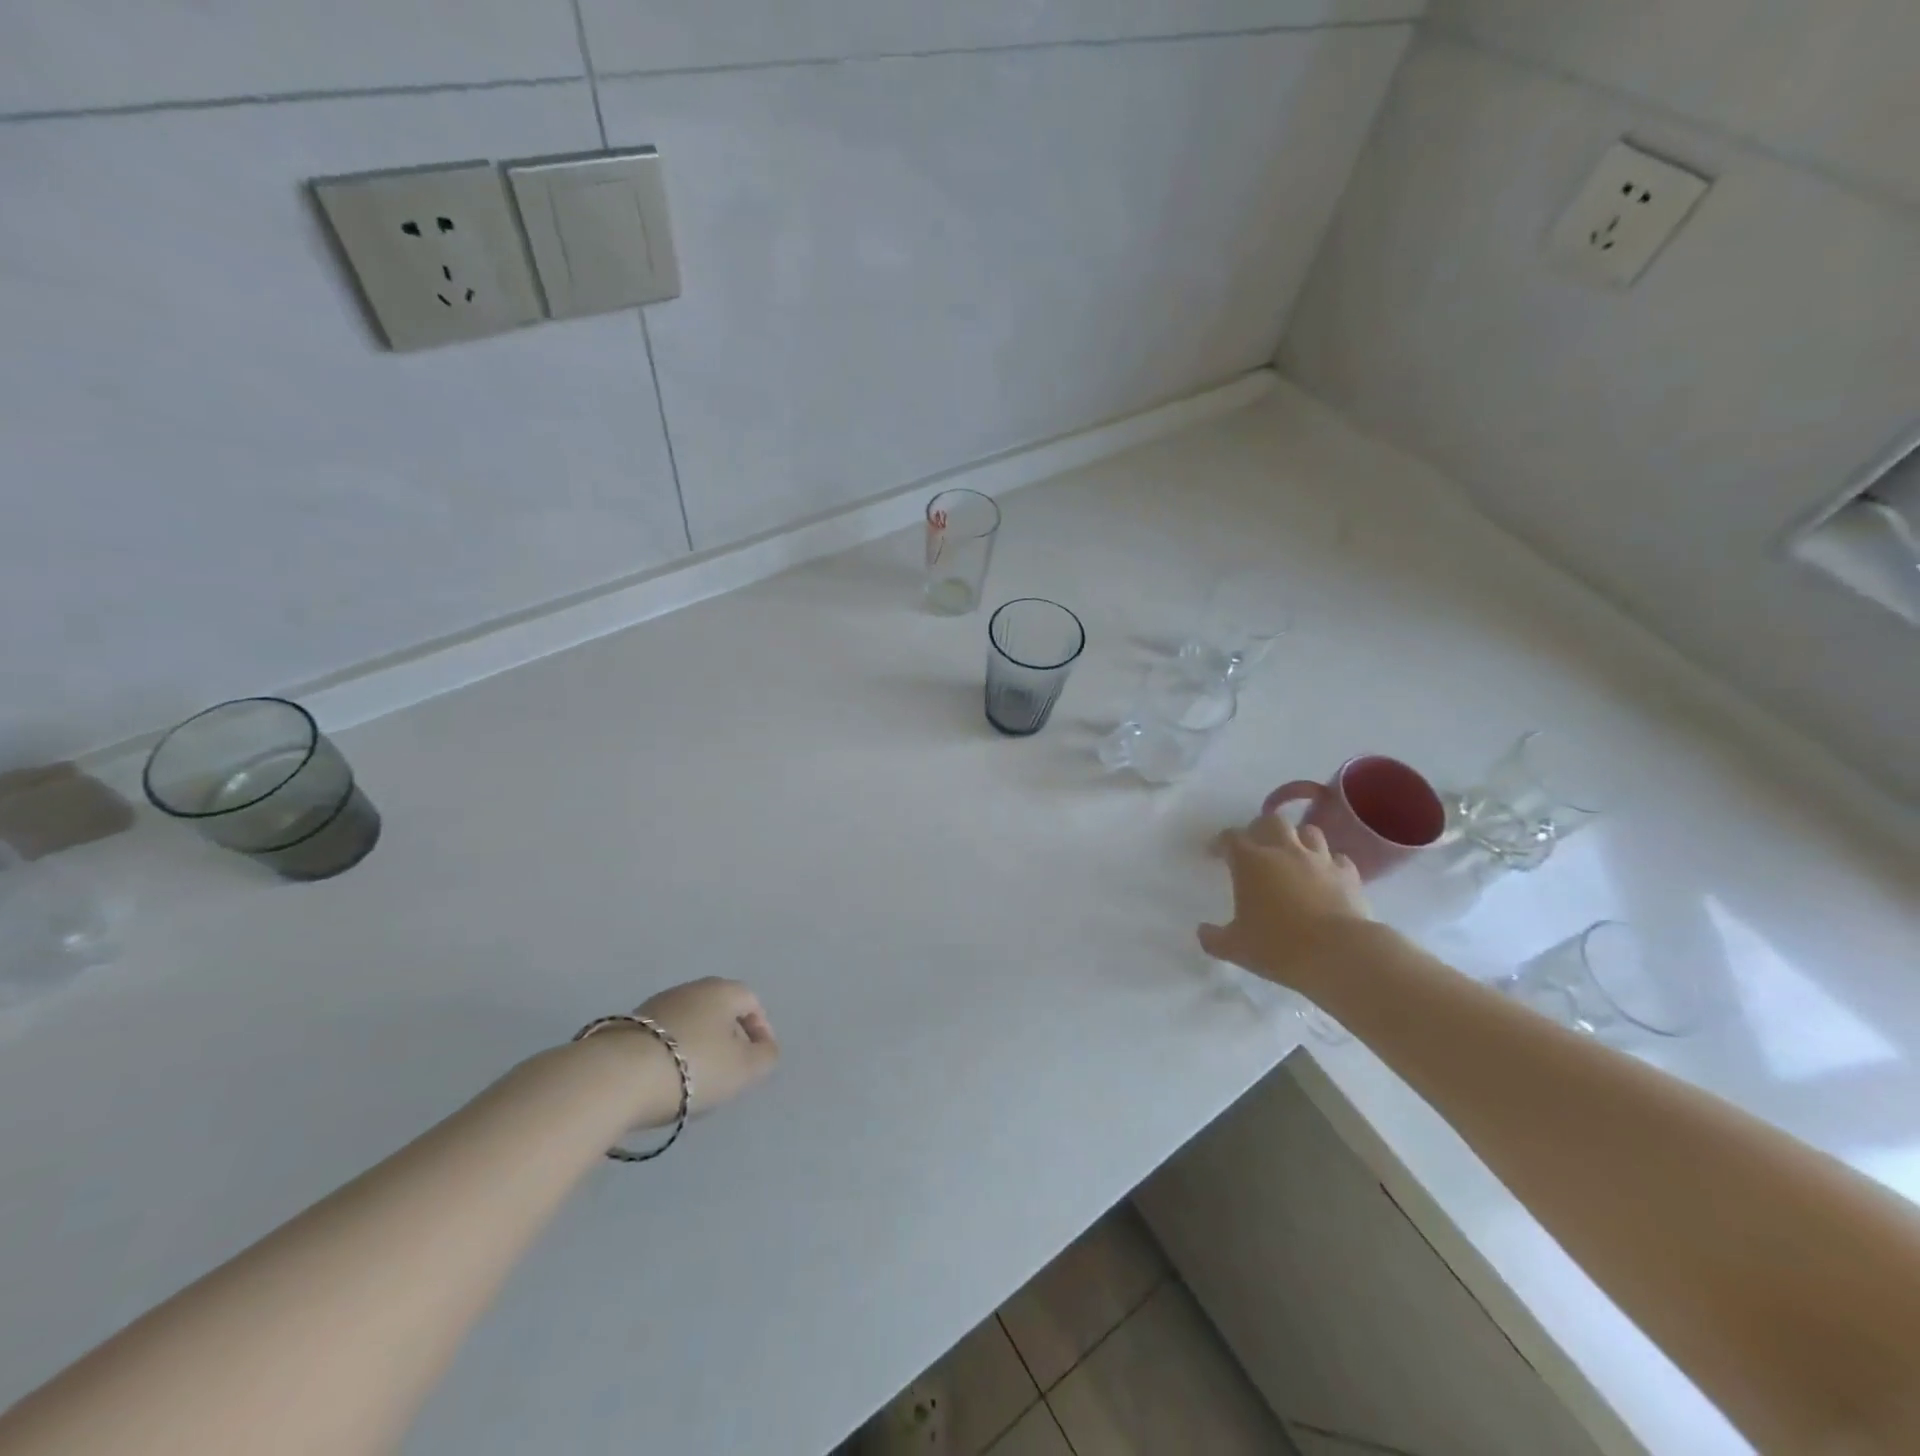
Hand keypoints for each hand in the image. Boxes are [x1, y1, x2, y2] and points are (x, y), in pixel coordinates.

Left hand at [633, 977, 779, 1116]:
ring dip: (698, 1045)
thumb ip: (765, 1057)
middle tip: (729, 1070)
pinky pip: (662, 1037)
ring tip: (696, 1080)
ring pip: (689, 1022)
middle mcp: (690, 988)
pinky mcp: (627, 1026)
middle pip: (718, 1010)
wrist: (617, 1077)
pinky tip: (665, 1079)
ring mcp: (655, 1005)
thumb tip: (765, 1048)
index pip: (751, 1001)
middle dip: (728, 1037)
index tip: (758, 1059)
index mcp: (722, 990)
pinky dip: (671, 1053)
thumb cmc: (694, 1066)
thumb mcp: (744, 1069)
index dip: (760, 1030)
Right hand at [1197, 815, 1372, 990]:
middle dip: (1261, 829)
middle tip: (1255, 847)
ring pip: (1308, 832)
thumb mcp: (1236, 948)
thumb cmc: (1279, 946)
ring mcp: (1320, 860)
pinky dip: (1329, 863)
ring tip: (1292, 856)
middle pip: (1271, 821)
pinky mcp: (1348, 875)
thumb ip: (1214, 938)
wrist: (1339, 953)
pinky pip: (1338, 858)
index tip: (1215, 854)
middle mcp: (1284, 851)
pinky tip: (1325, 877)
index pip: (1230, 838)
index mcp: (1251, 862)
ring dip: (1298, 839)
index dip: (1220, 843)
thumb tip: (1202, 932)